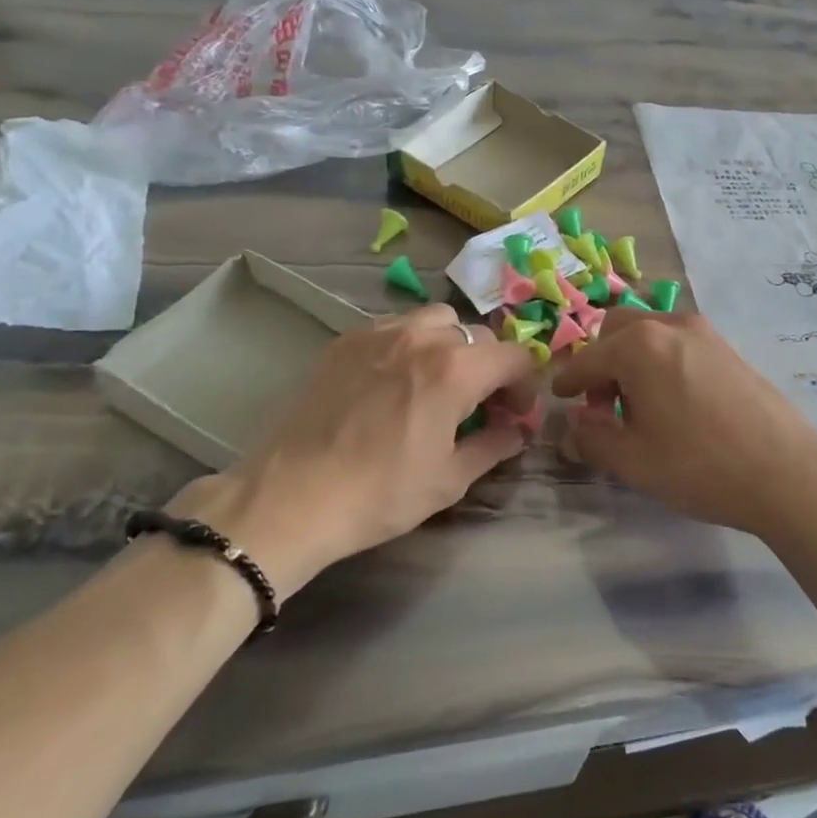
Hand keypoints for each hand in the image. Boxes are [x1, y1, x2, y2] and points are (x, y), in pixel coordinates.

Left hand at [169, 305, 536, 582]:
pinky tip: (394, 380)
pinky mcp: (345, 340)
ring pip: (436, 320)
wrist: (291, 497)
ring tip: (437, 383)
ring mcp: (380, 332)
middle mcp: (422, 336)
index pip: (515, 356)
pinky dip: (410, 344)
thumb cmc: (380, 493)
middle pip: (478, 336)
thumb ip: (493, 446)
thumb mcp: (449, 480)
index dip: (525, 385)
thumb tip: (516, 432)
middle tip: (480, 405)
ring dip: (451, 346)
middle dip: (490, 367)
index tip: (515, 414)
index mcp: (456, 369)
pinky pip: (395, 326)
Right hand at [550, 311, 816, 541]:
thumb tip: (573, 426)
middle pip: (617, 330)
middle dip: (601, 363)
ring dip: (631, 359)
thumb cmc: (700, 465)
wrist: (788, 472)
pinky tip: (673, 402)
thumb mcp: (633, 461)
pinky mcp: (728, 348)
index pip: (587, 359)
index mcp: (639, 346)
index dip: (568, 381)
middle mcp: (670, 325)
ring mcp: (704, 333)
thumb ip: (592, 439)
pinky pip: (678, 342)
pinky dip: (660, 360)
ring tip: (639, 407)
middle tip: (604, 407)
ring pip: (650, 332)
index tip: (559, 398)